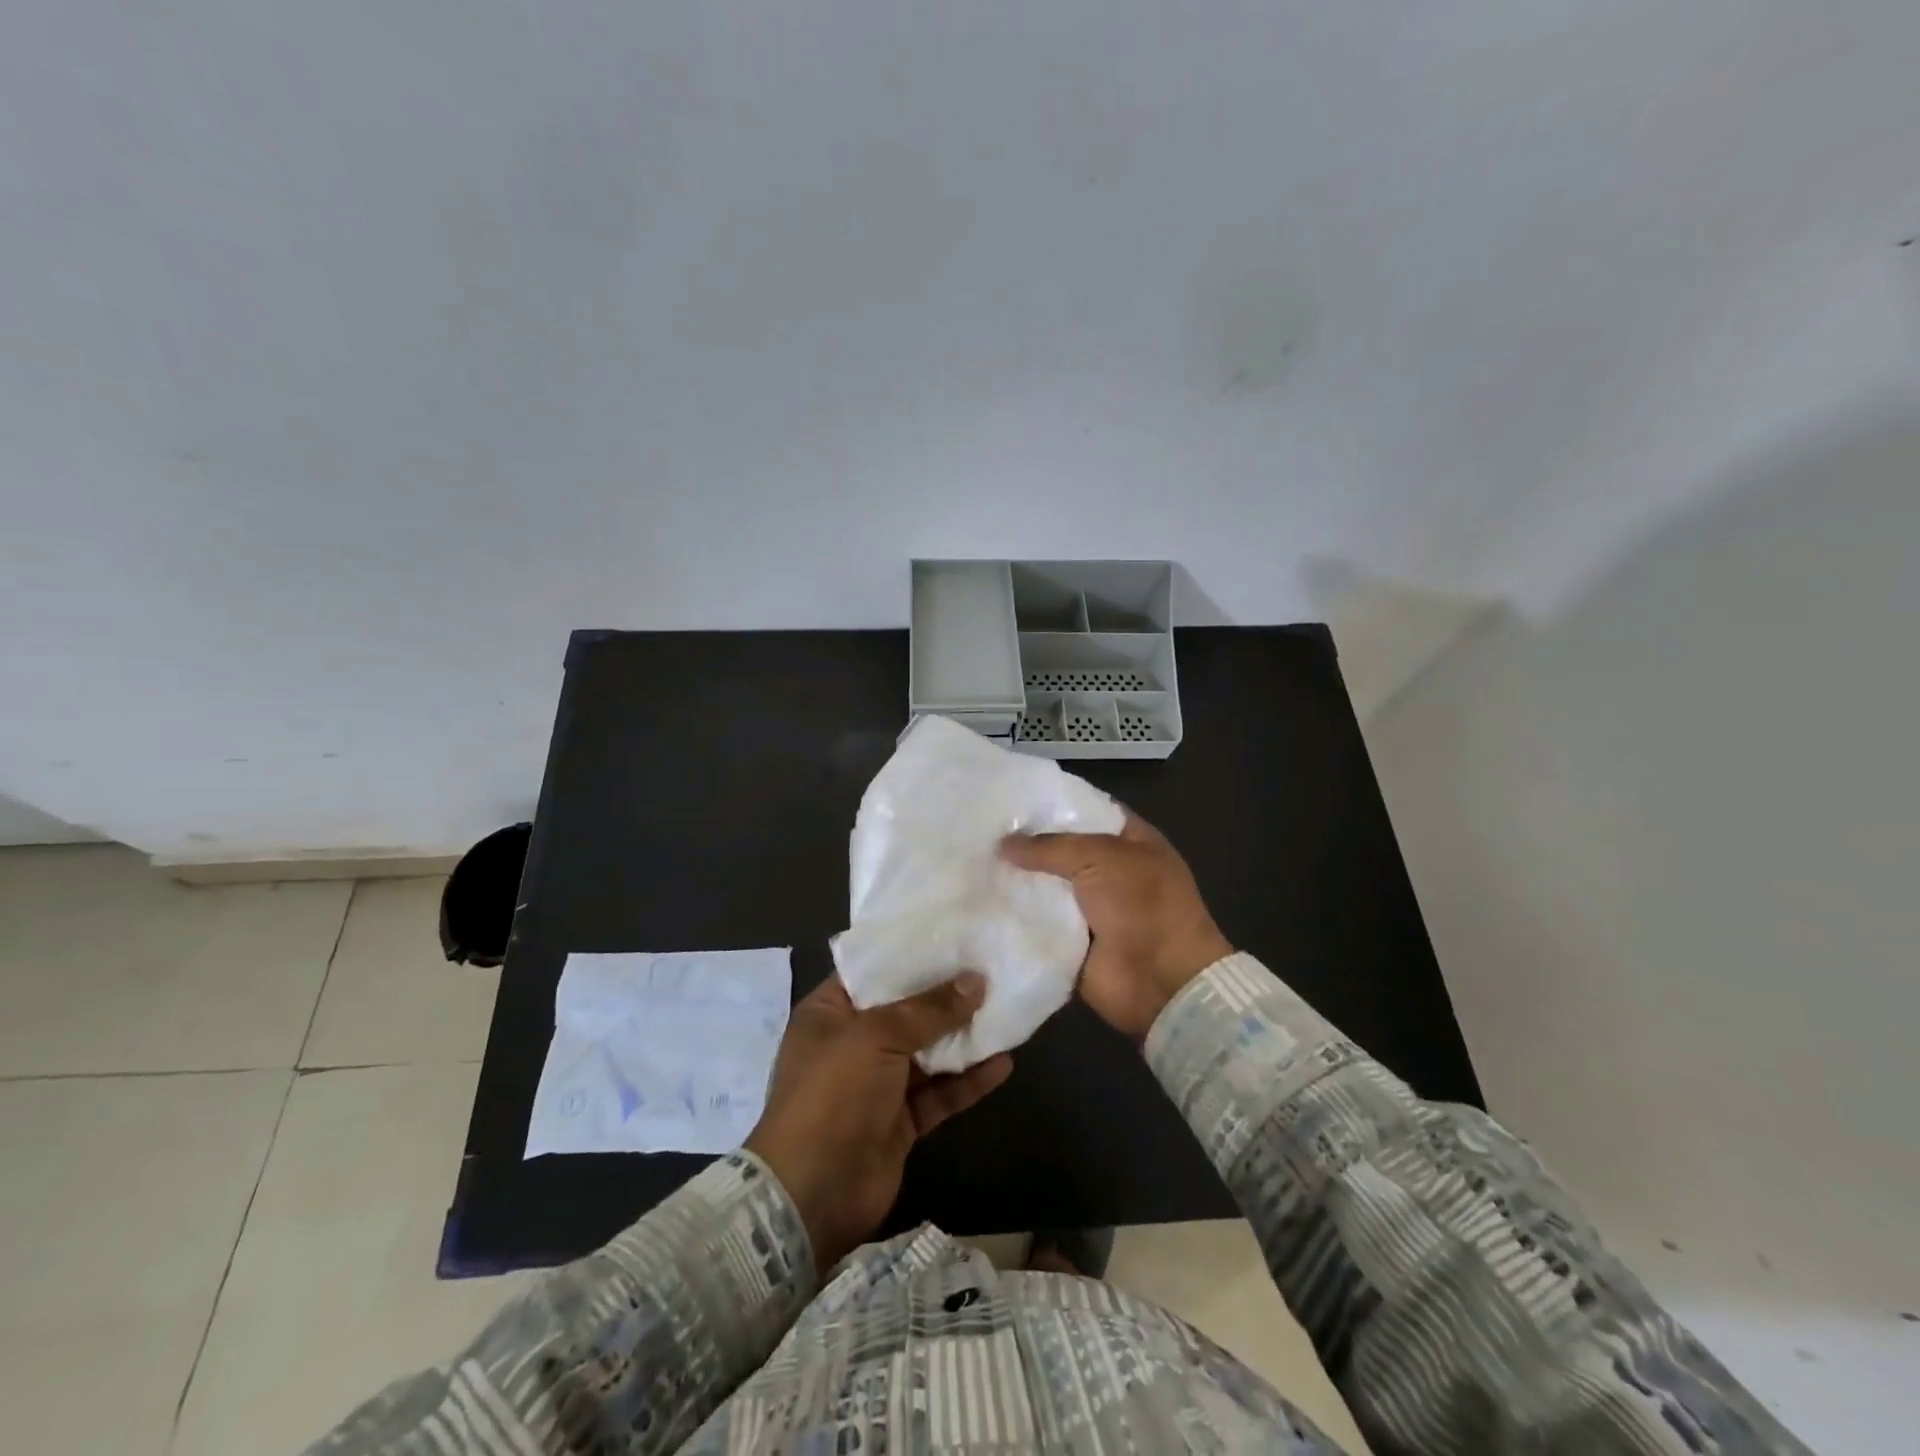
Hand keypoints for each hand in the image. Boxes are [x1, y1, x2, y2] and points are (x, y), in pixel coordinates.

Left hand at [744, 973, 1011, 1272]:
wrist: (813, 1194)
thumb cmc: (834, 1094)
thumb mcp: (877, 1036)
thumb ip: (929, 1009)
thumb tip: (976, 981)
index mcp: (831, 1012)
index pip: (873, 970)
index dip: (911, 953)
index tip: (953, 935)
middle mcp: (853, 1041)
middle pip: (906, 1009)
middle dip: (946, 993)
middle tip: (990, 968)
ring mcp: (878, 1083)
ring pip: (928, 1051)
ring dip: (963, 1036)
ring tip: (1005, 1009)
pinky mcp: (901, 1120)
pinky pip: (940, 1092)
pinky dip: (968, 1080)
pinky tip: (1003, 1063)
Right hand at [1001, 813, 1231, 1039]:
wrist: (1161, 981)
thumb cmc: (1142, 904)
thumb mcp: (1099, 857)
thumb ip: (1049, 847)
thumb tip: (1004, 844)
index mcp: (1130, 841)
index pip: (1088, 811)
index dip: (1054, 803)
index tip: (1012, 798)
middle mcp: (1110, 871)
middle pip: (1061, 850)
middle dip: (1027, 844)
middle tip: (981, 828)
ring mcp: (1091, 909)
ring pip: (1046, 887)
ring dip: (1017, 881)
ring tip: (971, 861)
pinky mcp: (1071, 941)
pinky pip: (1038, 924)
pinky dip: (1016, 917)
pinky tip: (981, 900)